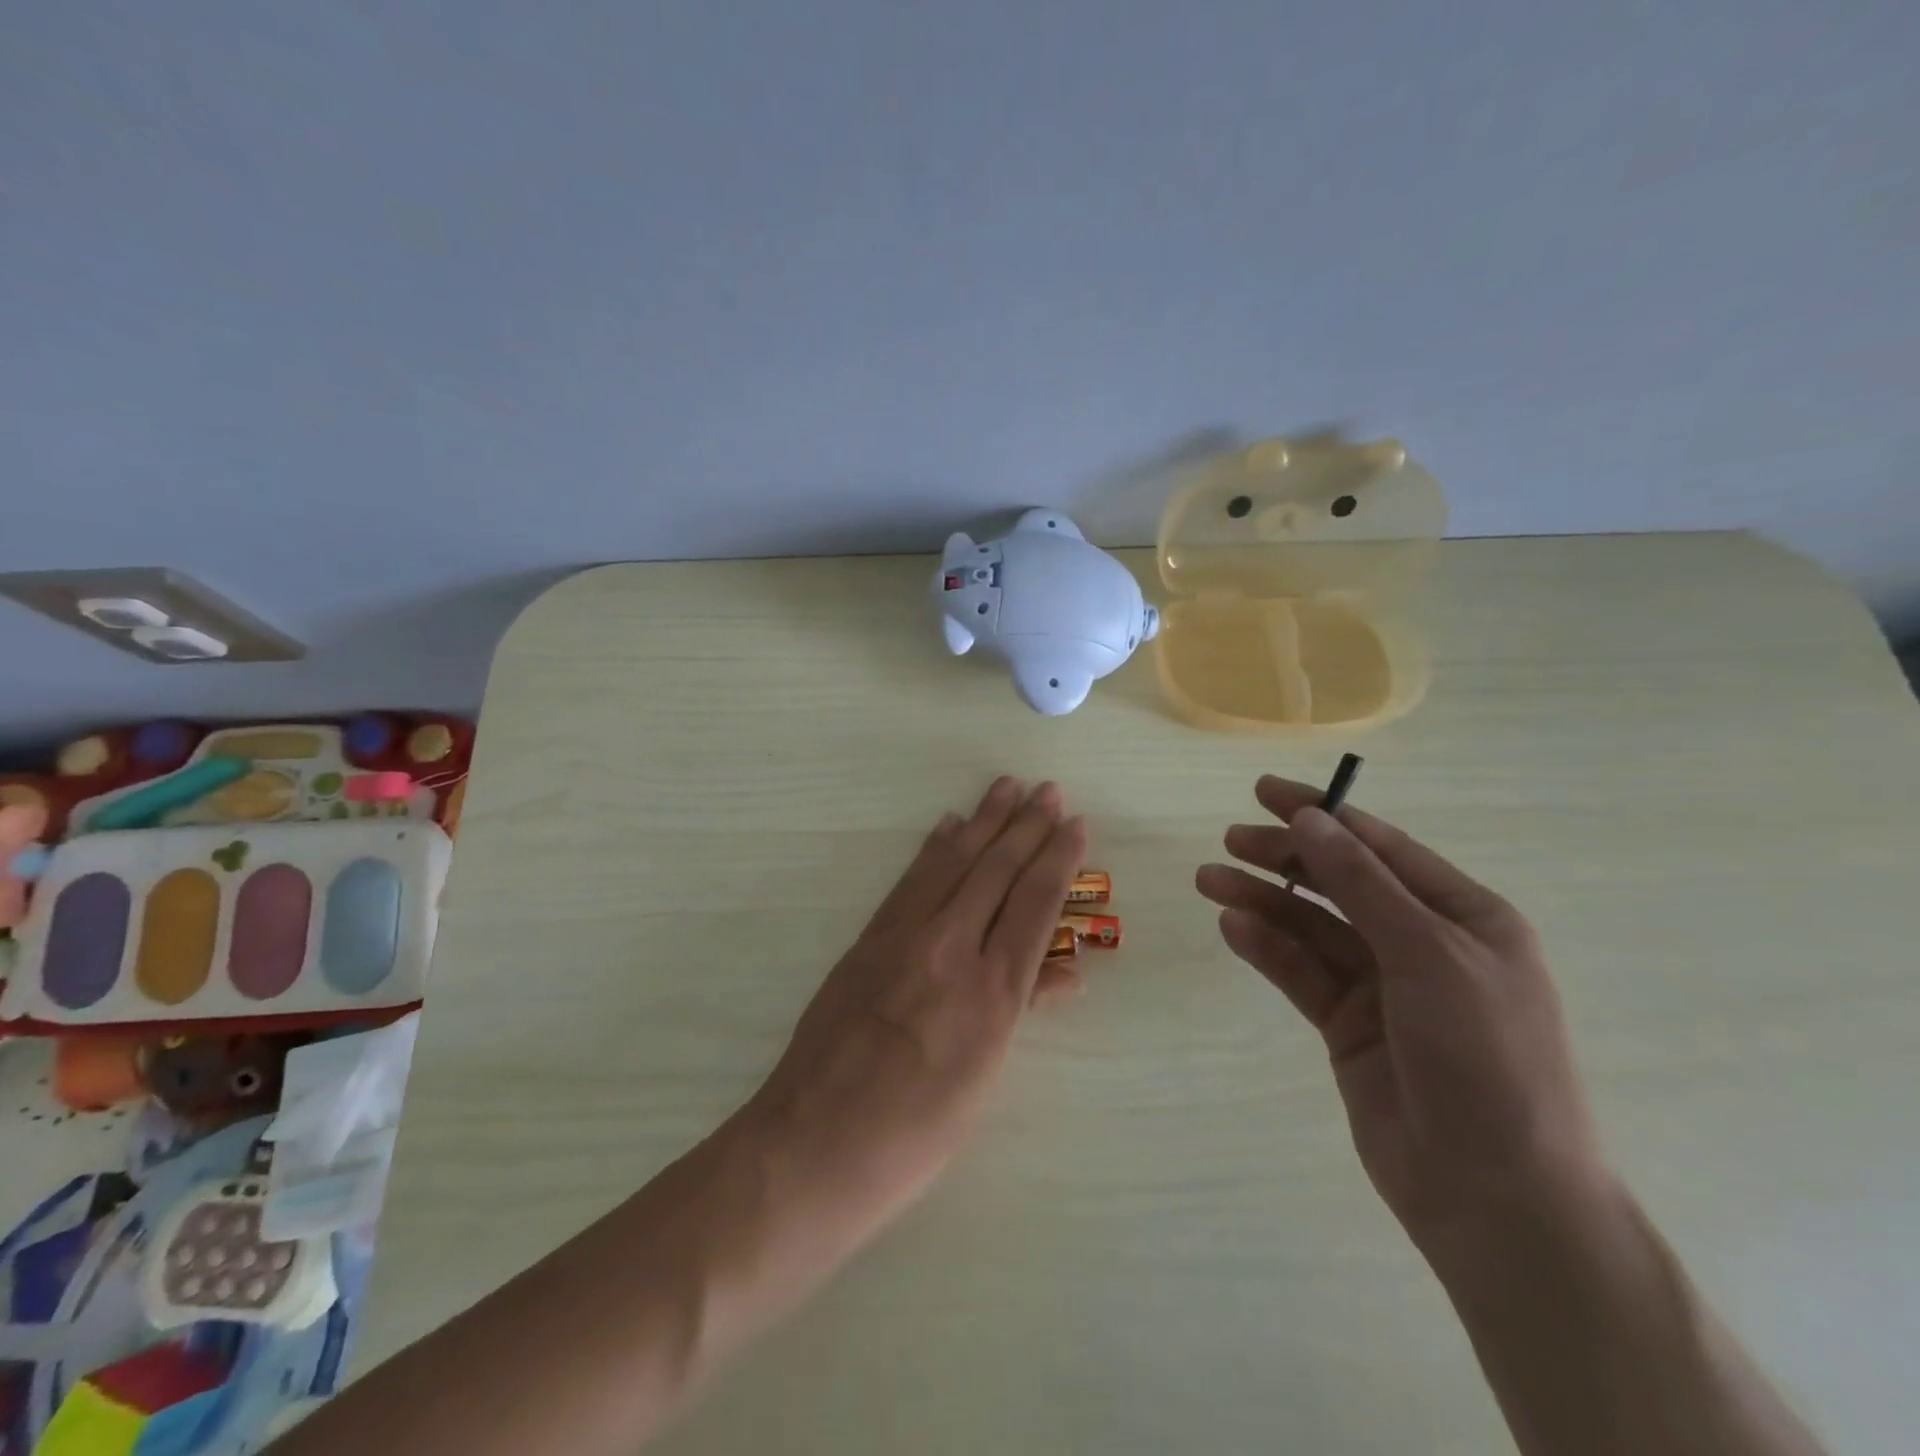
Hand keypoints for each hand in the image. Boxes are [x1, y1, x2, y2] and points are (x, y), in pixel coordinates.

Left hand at [742, 776, 1087, 1247]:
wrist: (815, 1143)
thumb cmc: (916, 1132)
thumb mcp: (985, 1079)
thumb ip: (1022, 1011)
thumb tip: (1069, 973)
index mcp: (993, 993)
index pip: (1035, 904)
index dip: (1058, 858)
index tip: (1075, 824)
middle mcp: (952, 949)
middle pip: (996, 871)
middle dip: (1026, 826)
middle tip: (1047, 790)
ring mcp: (904, 938)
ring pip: (953, 863)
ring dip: (983, 821)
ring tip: (1005, 787)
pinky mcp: (868, 939)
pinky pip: (910, 881)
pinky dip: (934, 848)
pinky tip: (948, 826)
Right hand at [1196, 776, 1607, 1253]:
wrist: (1498, 1196)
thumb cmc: (1485, 1059)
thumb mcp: (1429, 955)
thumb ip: (1363, 884)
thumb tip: (1311, 817)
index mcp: (1462, 916)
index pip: (1380, 847)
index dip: (1323, 813)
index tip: (1265, 792)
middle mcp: (1421, 942)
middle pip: (1339, 882)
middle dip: (1286, 857)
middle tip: (1230, 840)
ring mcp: (1382, 986)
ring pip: (1311, 926)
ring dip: (1263, 900)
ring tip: (1209, 880)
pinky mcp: (1347, 1024)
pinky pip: (1300, 972)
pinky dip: (1267, 948)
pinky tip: (1233, 927)